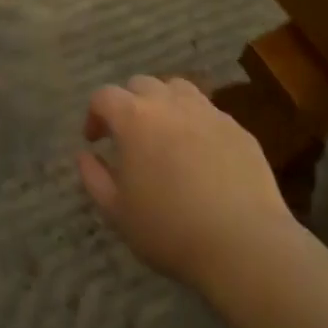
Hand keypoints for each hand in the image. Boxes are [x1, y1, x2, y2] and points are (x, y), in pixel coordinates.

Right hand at [77, 75, 295, 287]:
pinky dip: (195, 124)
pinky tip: (200, 155)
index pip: (105, 96)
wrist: (243, 243)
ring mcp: (209, 112)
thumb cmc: (169, 229)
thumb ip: (93, 177)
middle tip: (128, 137)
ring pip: (178, 90)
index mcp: (135, 118)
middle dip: (128, 104)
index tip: (95, 141)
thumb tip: (85, 155)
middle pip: (142, 84)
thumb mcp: (116, 212)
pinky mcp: (238, 129)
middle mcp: (171, 104)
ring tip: (164, 136)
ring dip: (164, 104)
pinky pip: (209, 113)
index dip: (94, 114)